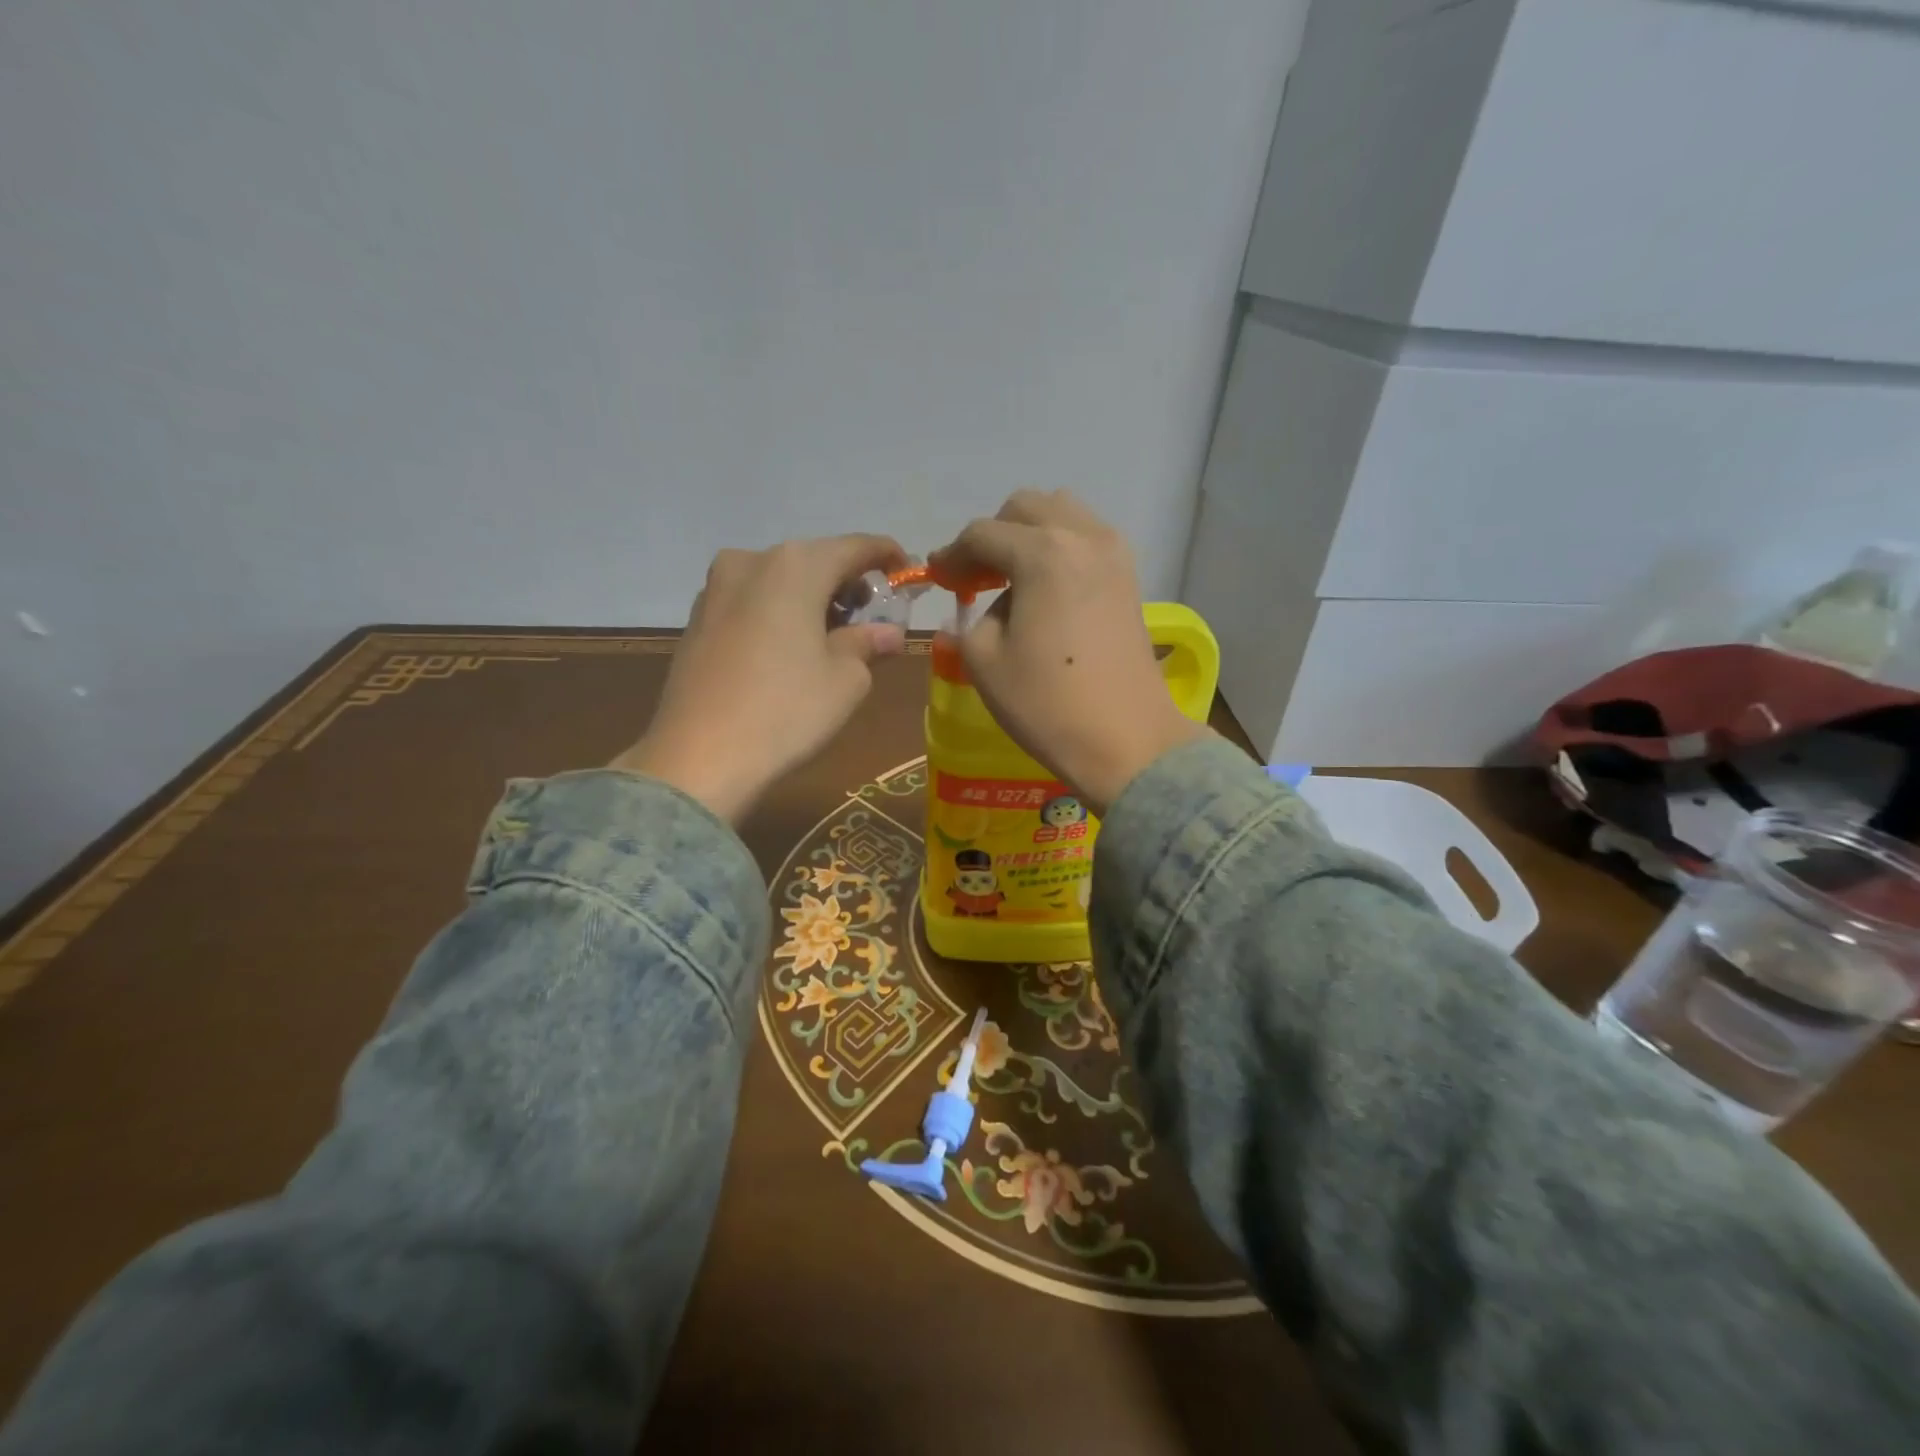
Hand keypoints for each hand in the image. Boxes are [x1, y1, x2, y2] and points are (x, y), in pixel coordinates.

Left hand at [612, 534, 907, 821]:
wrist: (698, 758)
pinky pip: (752, 602)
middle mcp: (751, 561)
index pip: (856, 547)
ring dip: (812, 599)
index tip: (909, 574)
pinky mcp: (696, 620)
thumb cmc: (787, 710)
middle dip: (848, 583)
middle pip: (815, 560)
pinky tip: (790, 650)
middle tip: (873, 617)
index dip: (888, 556)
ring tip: (833, 637)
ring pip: (780, 581)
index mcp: (796, 566)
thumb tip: (888, 633)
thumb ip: (869, 644)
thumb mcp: (846, 679)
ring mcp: (715, 588)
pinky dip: (780, 614)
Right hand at [929, 491, 1205, 814]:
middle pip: (1026, 508)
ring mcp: (1114, 554)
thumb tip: (989, 603)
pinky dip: (1060, 549)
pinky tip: (1046, 588)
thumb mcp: (983, 660)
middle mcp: (1082, 536)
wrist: (1127, 740)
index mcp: (1042, 552)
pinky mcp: (1130, 578)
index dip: (953, 555)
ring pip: (1062, 515)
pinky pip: (1087, 539)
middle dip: (993, 535)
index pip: (982, 533)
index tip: (938, 579)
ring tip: (1012, 578)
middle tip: (976, 577)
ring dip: (1029, 535)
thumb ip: (972, 617)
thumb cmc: (1047, 703)